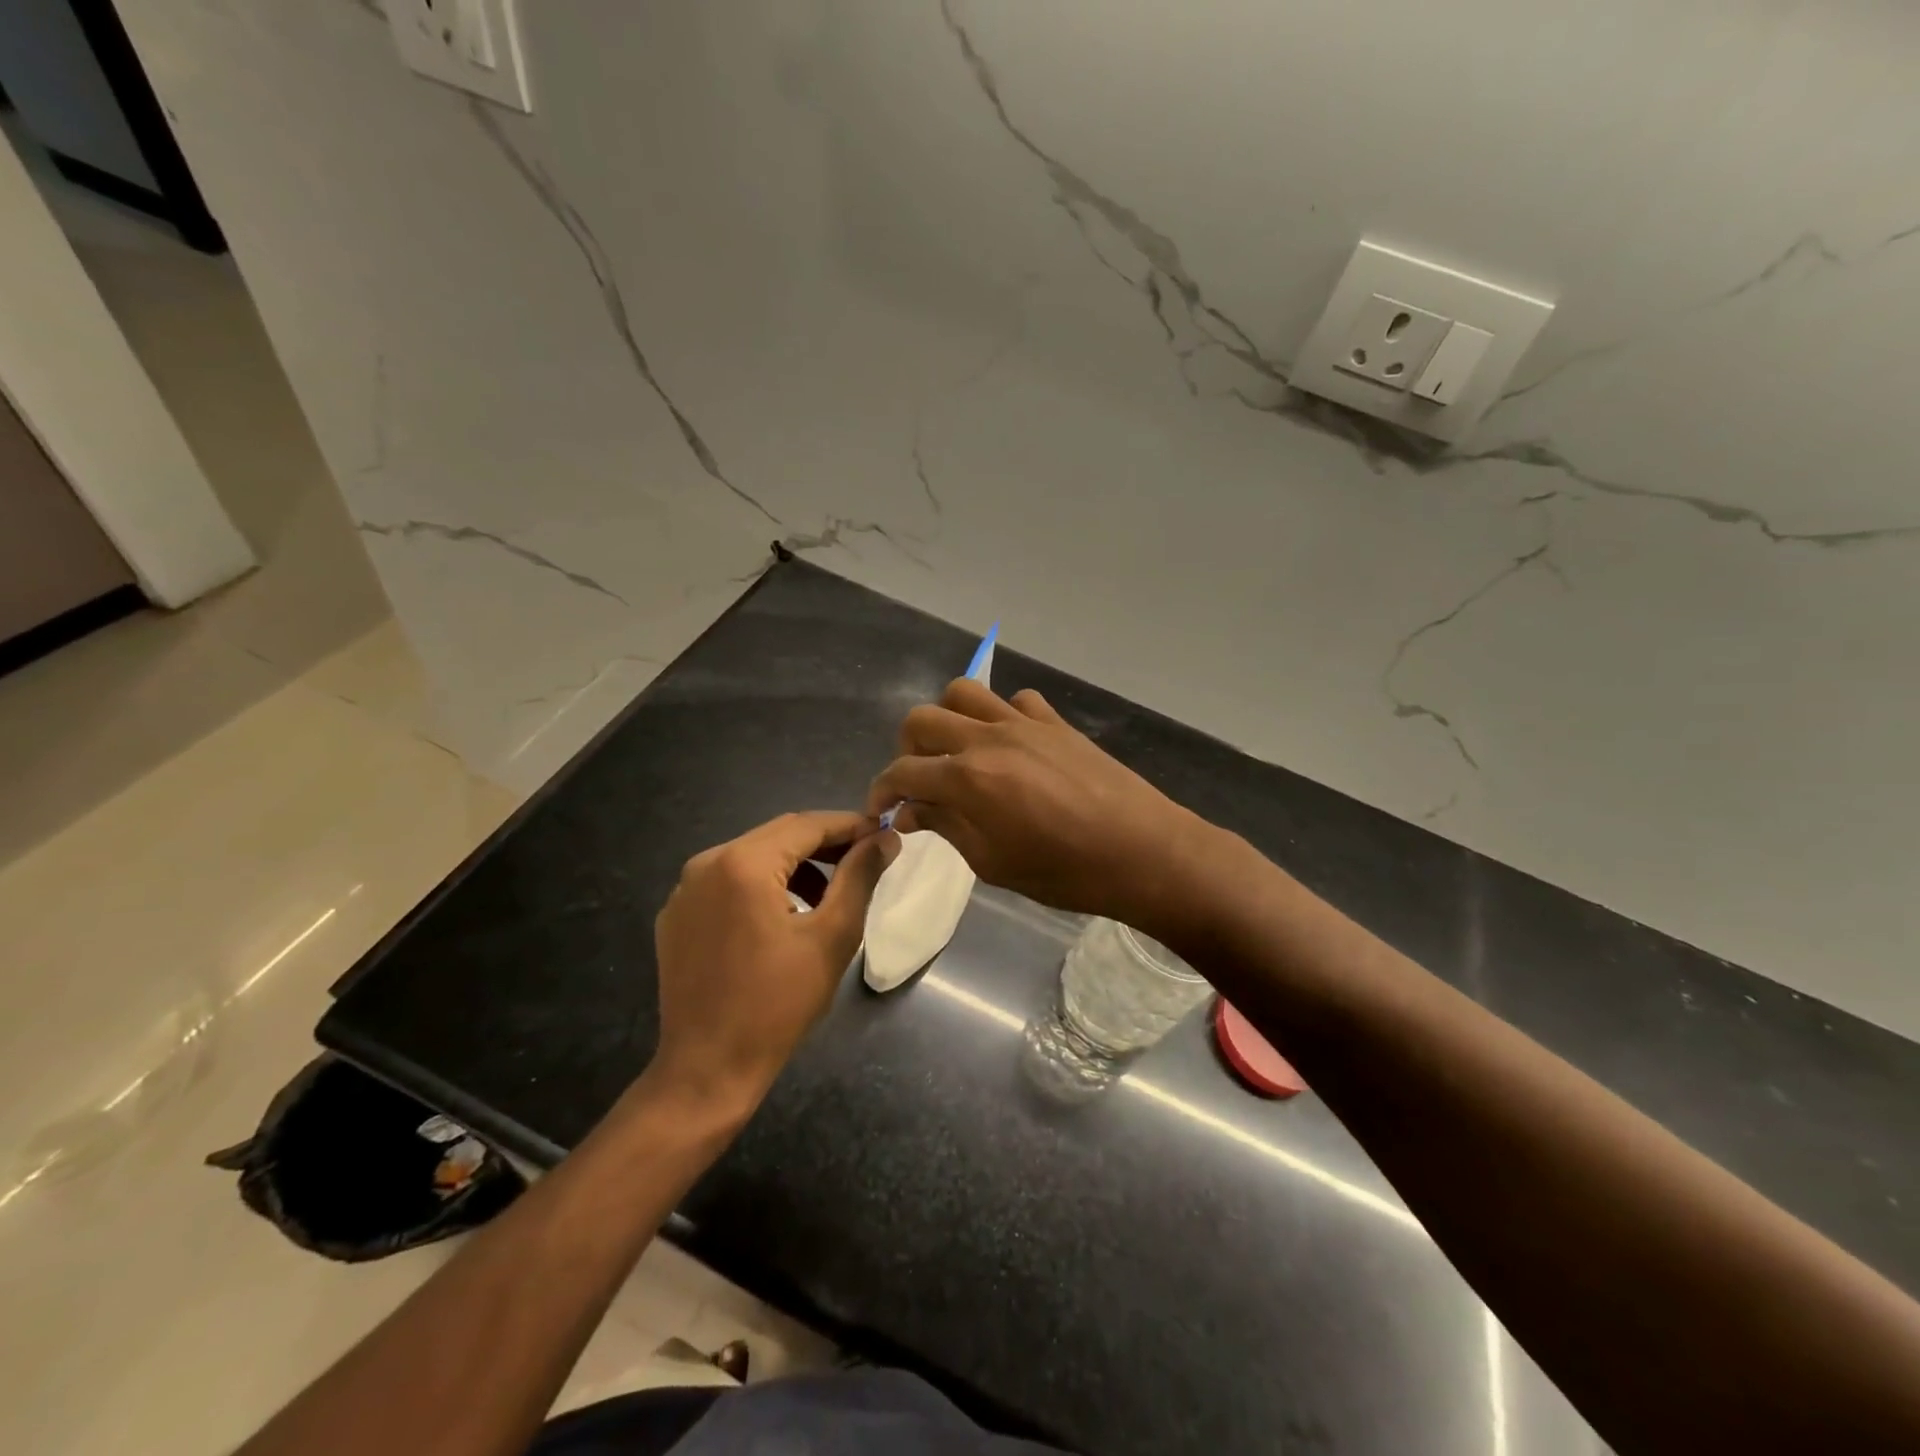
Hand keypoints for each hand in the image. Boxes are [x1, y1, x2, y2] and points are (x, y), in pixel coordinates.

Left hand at [648, 811, 897, 1119]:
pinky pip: (727, 882)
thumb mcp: (832, 936)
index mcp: (743, 863)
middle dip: (824, 844)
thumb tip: (886, 838)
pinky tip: (784, 916)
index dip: (849, 825)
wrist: (707, 1069)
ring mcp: (685, 890)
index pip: (807, 825)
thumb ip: (860, 876)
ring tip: (830, 892)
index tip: (883, 834)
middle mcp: (706, 863)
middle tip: (864, 859)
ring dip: (794, 865)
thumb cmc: (778, 1003)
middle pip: (778, 836)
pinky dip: (762, 885)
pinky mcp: (677, 916)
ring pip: (752, 857)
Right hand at [865, 679, 1218, 938]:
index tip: (883, 810)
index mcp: (967, 778)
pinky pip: (1016, 700)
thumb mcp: (993, 863)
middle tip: (920, 781)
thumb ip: (946, 827)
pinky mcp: (1056, 722)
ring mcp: (1024, 723)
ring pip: (964, 692)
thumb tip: (912, 810)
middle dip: (907, 749)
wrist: (1142, 851)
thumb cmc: (1064, 872)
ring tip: (958, 752)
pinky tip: (1010, 746)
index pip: (903, 771)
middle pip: (922, 719)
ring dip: (948, 718)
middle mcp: (988, 738)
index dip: (883, 790)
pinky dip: (1001, 716)